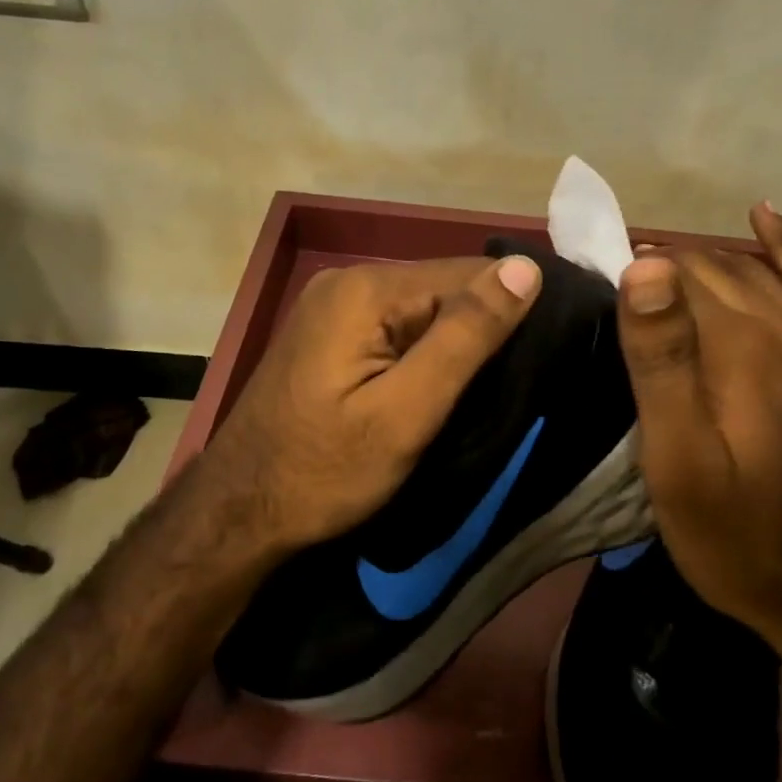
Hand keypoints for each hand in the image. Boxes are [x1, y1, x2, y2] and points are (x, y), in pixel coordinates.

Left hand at [199, 254, 542, 556]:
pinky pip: (396, 326)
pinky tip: (436, 386)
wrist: (238, 512)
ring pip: (423, 309)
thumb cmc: (324, 471)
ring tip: (481, 391)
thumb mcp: (407, 412)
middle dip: (481, 330)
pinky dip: (423, 352)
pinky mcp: (329, 332)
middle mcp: (348, 279)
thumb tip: (525, 269)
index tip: (543, 355)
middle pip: (444, 288)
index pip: (469, 274)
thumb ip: (466, 337)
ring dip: (454, 344)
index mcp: (367, 289)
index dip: (511, 311)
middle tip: (508, 387)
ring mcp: (333, 304)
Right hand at [615, 203, 781, 696]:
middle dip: (659, 266)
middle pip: (712, 267)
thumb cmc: (749, 539)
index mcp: (739, 343)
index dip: (625, 270)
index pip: (672, 272)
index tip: (584, 287)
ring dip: (705, 260)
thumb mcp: (683, 464)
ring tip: (658, 269)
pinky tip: (766, 219)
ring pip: (754, 270)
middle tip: (610, 289)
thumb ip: (662, 361)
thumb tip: (642, 266)